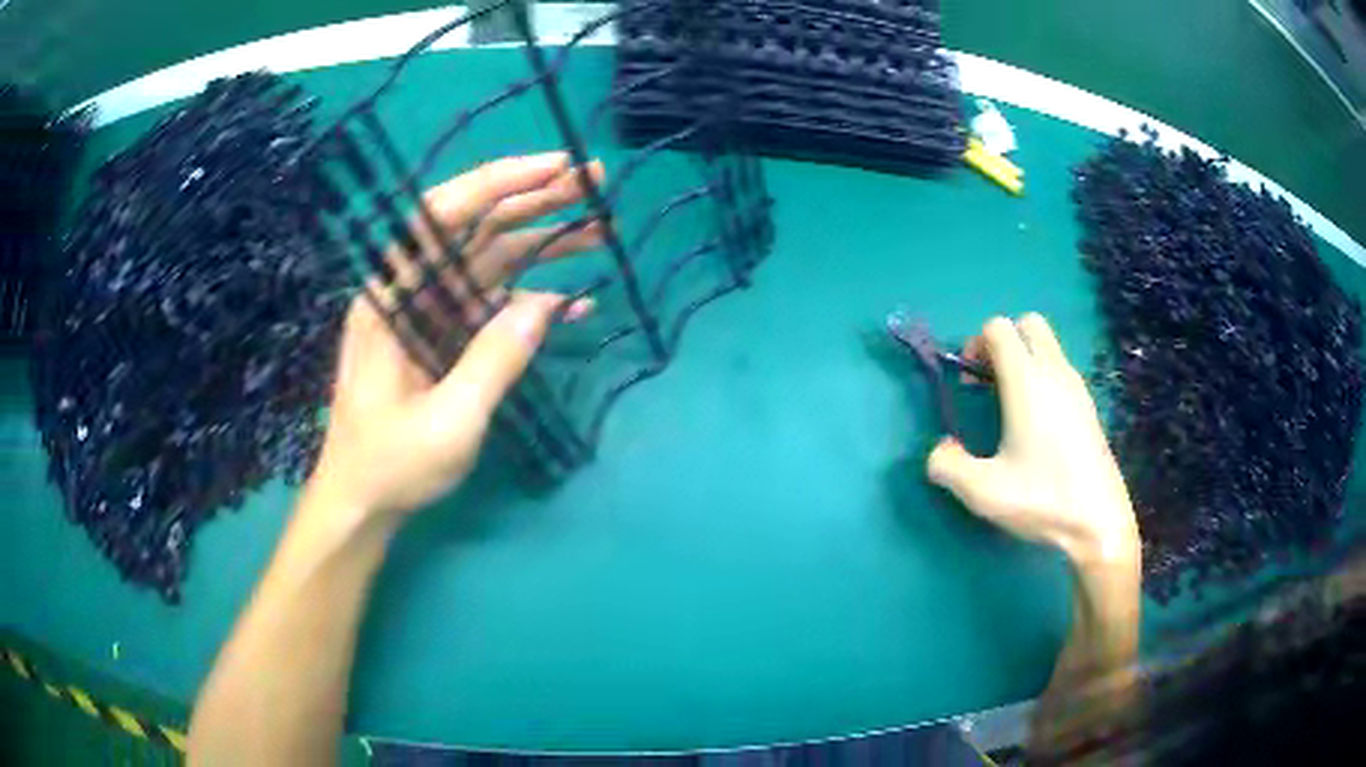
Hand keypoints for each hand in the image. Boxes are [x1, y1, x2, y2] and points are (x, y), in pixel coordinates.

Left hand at [308, 153, 602, 518]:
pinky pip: (493, 305)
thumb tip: (546, 303)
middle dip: (534, 199)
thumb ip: (493, 361)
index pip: (440, 215)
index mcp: (390, 298)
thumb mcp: (447, 424)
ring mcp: (430, 314)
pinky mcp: (447, 337)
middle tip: (594, 181)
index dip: (498, 182)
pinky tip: (575, 303)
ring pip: (490, 260)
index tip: (555, 168)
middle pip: (474, 228)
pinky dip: (533, 302)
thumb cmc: (389, 467)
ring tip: (600, 229)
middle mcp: (409, 292)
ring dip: (544, 243)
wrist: (362, 503)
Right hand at [926, 314, 1138, 564]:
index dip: (975, 344)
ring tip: (1010, 407)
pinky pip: (1061, 371)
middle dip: (1003, 342)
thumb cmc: (1042, 499)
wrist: (1099, 522)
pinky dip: (1043, 379)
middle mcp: (1055, 372)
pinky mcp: (1089, 407)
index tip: (968, 381)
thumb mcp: (982, 492)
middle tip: (989, 382)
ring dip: (1024, 360)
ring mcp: (1077, 388)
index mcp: (1028, 381)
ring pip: (1048, 347)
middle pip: (1028, 324)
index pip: (999, 328)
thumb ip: (948, 466)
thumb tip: (940, 449)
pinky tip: (1036, 425)